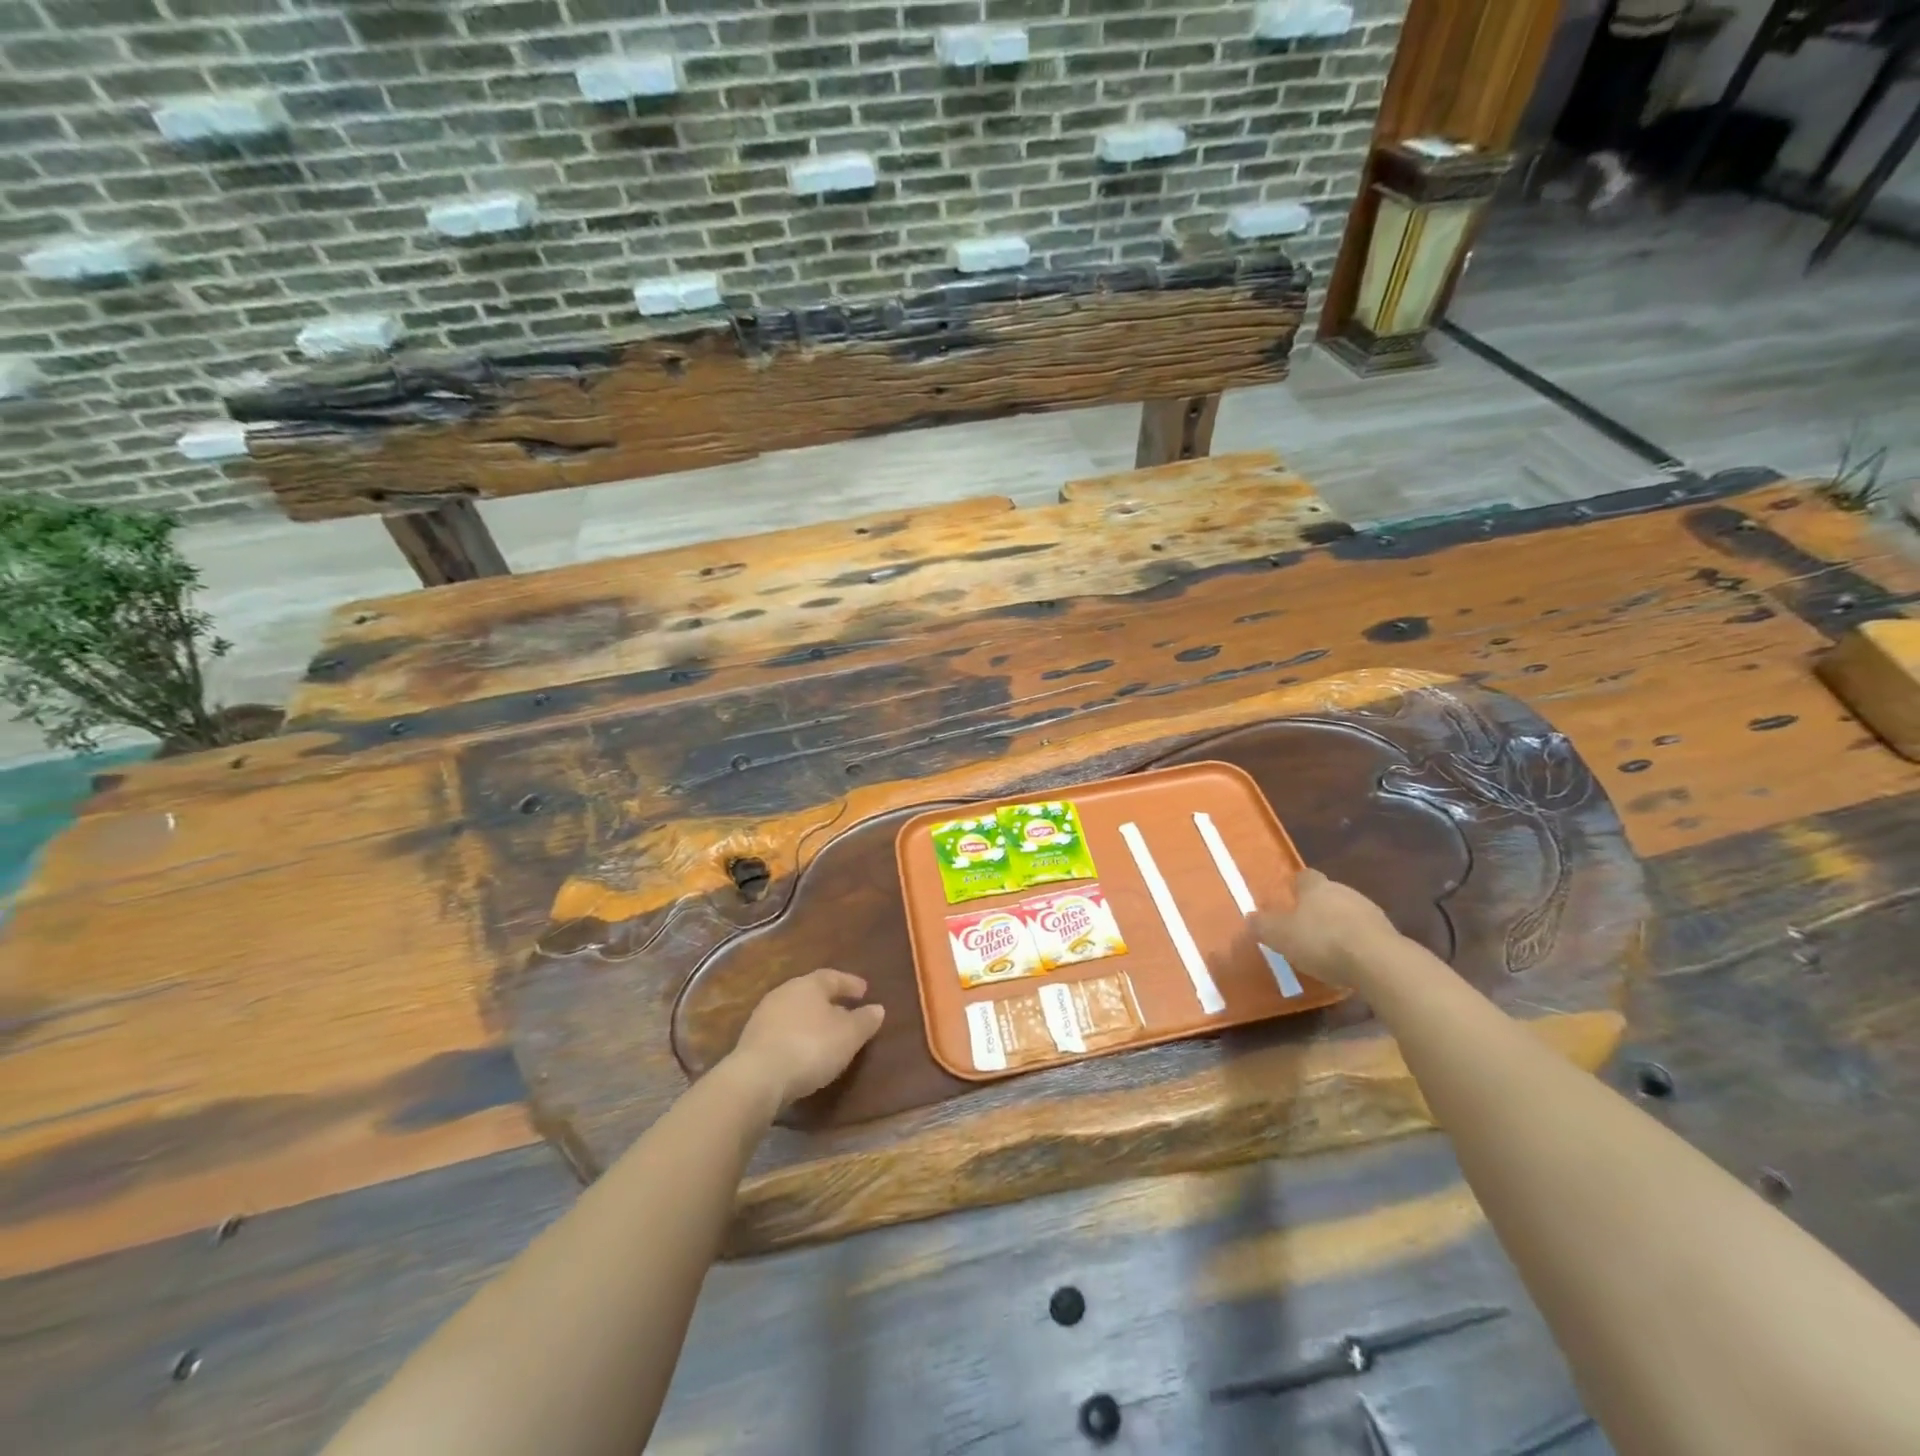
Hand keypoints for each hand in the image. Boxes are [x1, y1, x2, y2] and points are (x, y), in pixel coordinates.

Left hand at [728, 969, 885, 1108]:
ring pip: (795, 1012)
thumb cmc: (811, 1047)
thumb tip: (877, 1008)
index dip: (850, 983)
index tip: (864, 991)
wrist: (758, 1078)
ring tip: (825, 1033)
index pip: (833, 977)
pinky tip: (803, 1051)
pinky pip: (782, 1031)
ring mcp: (764, 1016)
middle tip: (845, 1010)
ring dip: (811, 1020)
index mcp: (809, 984)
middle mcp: (784, 992)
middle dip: (829, 1001)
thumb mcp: (848, 1035)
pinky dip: (796, 1036)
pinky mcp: (752, 1041)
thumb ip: (864, 1020)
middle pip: (811, 992)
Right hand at [1250, 870, 1400, 989]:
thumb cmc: (1321, 940)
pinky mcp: (1389, 934)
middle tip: (1304, 927)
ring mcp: (1370, 911)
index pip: (1305, 876)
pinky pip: (1365, 934)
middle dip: (1318, 908)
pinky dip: (1356, 943)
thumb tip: (1250, 917)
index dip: (1296, 886)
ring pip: (1349, 913)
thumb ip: (1263, 925)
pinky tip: (1349, 961)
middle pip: (1328, 894)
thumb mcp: (1280, 935)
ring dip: (1339, 925)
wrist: (1378, 962)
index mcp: (1316, 887)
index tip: (1289, 897)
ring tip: (1327, 948)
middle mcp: (1344, 891)